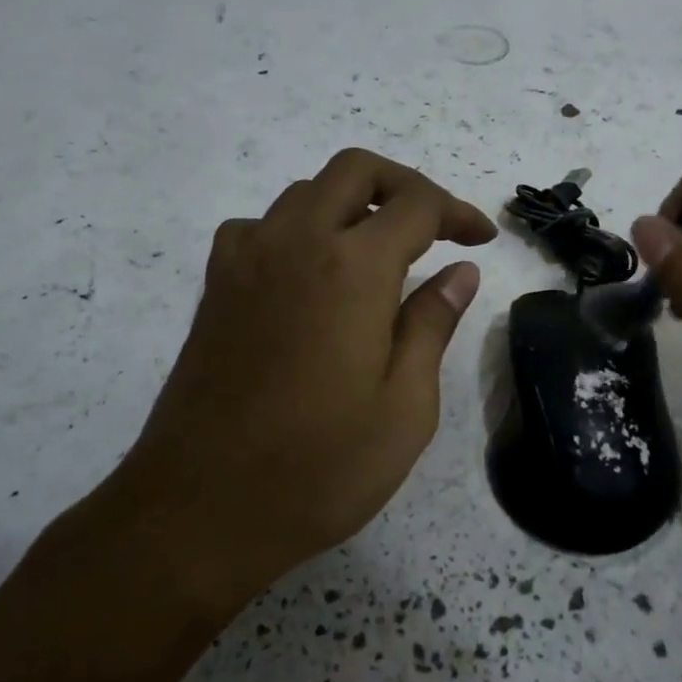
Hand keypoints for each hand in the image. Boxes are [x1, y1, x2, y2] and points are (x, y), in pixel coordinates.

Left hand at [113, 149, 496, 614]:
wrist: (200, 511)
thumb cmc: (319, 467)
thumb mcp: (405, 407)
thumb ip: (432, 325)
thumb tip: (459, 271)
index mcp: (352, 267)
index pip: (416, 204)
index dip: (457, 212)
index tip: (481, 240)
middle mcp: (296, 242)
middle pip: (355, 170)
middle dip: (404, 185)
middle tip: (436, 228)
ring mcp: (247, 259)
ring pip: (306, 192)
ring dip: (351, 204)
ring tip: (381, 254)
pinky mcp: (217, 286)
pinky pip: (262, 226)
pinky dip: (298, 229)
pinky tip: (311, 276)